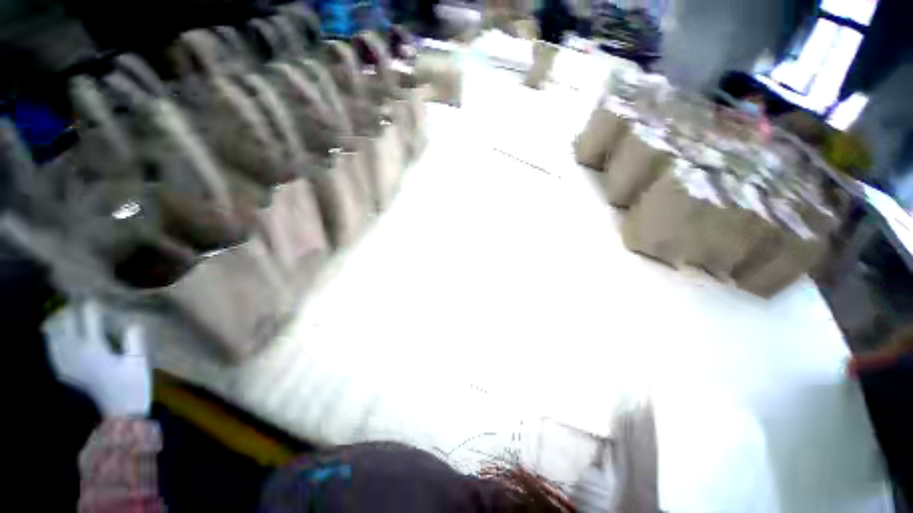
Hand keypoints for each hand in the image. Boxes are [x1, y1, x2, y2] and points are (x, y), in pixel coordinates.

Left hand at [43, 301, 151, 416]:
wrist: (120, 412)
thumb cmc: (133, 385)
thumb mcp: (139, 361)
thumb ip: (134, 339)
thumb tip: (132, 322)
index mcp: (94, 349)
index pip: (88, 317)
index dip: (91, 303)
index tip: (95, 293)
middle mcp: (75, 353)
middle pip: (65, 322)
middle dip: (71, 308)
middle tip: (79, 299)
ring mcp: (67, 363)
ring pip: (53, 335)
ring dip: (57, 321)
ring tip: (65, 312)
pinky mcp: (66, 372)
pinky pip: (51, 349)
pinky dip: (51, 338)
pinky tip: (55, 334)